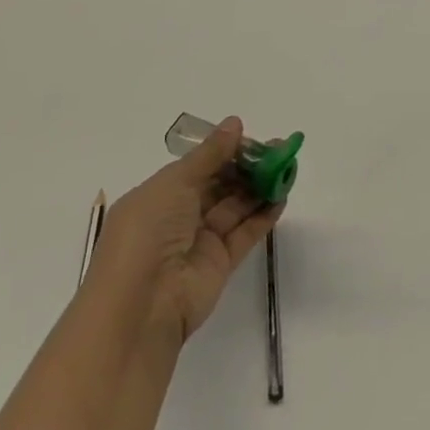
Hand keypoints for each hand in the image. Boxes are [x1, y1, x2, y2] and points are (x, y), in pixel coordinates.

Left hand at [87, 116, 282, 342]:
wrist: (142, 306)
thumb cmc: (149, 232)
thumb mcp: (174, 183)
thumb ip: (210, 154)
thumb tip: (235, 123)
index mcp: (159, 196)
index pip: (198, 167)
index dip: (226, 151)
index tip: (254, 139)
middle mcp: (178, 216)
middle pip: (220, 184)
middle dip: (248, 166)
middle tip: (280, 150)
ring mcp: (200, 241)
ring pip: (235, 206)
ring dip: (260, 187)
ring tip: (288, 168)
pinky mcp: (220, 263)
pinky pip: (245, 233)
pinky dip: (264, 215)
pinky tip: (283, 196)